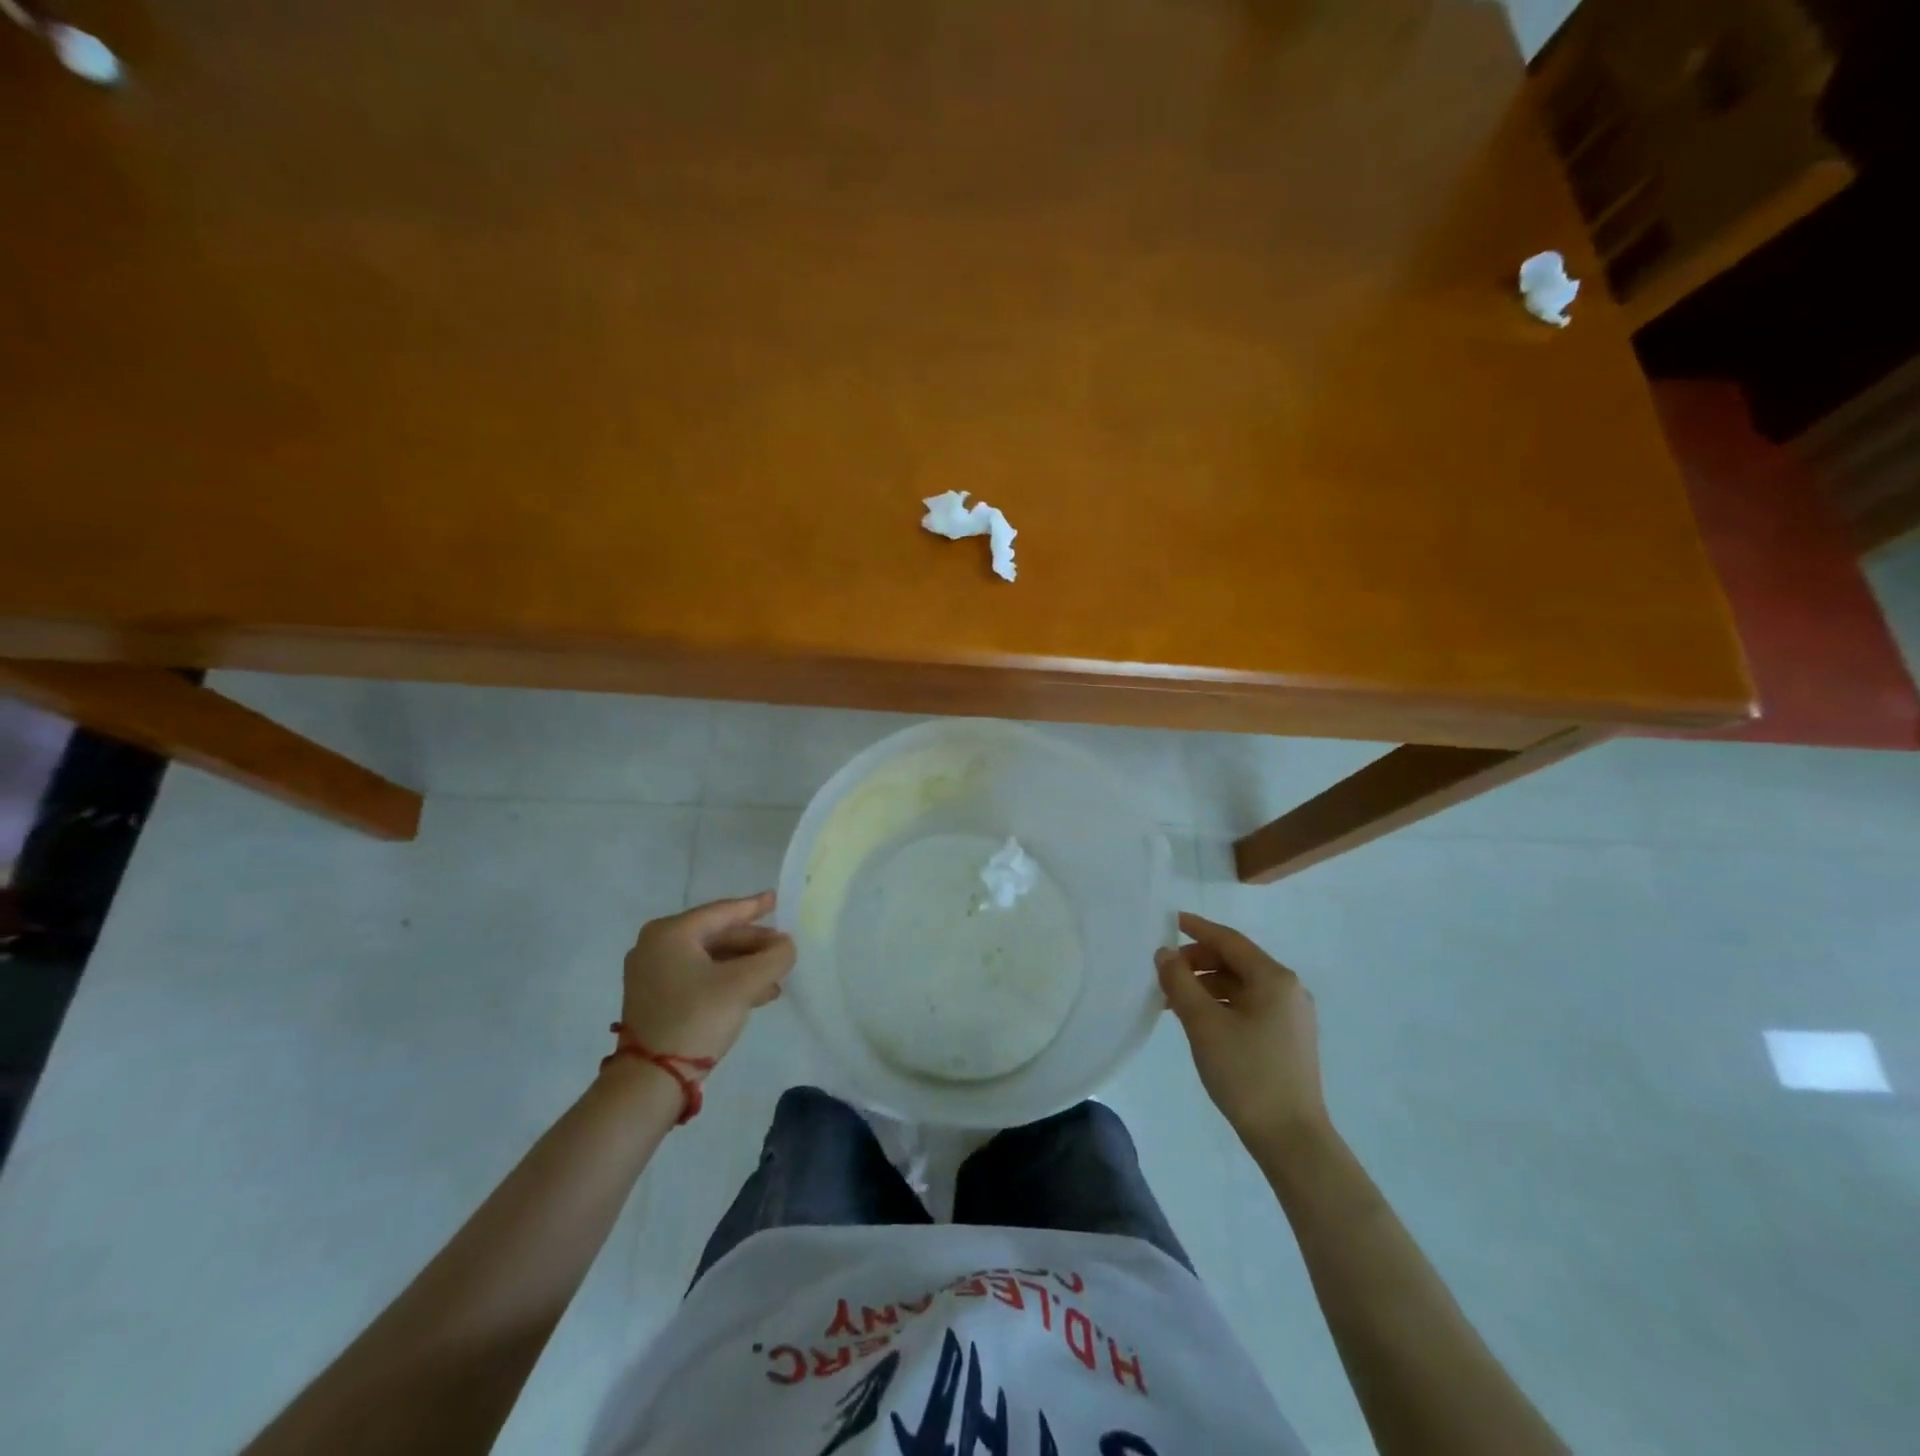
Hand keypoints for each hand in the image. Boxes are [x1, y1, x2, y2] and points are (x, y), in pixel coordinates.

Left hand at [619, 892, 795, 1066]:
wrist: (651, 1080)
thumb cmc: (696, 1018)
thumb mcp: (744, 985)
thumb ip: (774, 958)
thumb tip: (786, 945)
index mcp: (670, 933)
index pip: (722, 912)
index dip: (754, 907)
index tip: (777, 899)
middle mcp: (655, 946)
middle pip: (716, 936)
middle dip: (753, 945)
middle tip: (783, 950)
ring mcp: (651, 974)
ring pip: (709, 959)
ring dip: (744, 967)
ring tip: (776, 979)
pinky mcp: (654, 998)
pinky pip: (698, 977)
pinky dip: (726, 981)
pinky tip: (755, 994)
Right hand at [1156, 911, 1327, 1146]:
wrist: (1291, 1139)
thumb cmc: (1246, 1073)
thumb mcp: (1203, 1024)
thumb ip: (1180, 982)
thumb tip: (1164, 953)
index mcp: (1274, 978)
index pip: (1229, 941)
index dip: (1197, 929)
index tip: (1169, 921)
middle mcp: (1288, 990)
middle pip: (1236, 961)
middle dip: (1198, 961)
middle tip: (1164, 970)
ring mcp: (1291, 1016)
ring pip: (1241, 985)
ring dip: (1206, 984)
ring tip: (1173, 998)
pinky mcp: (1287, 1039)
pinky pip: (1249, 1006)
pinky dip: (1221, 1003)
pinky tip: (1198, 1018)